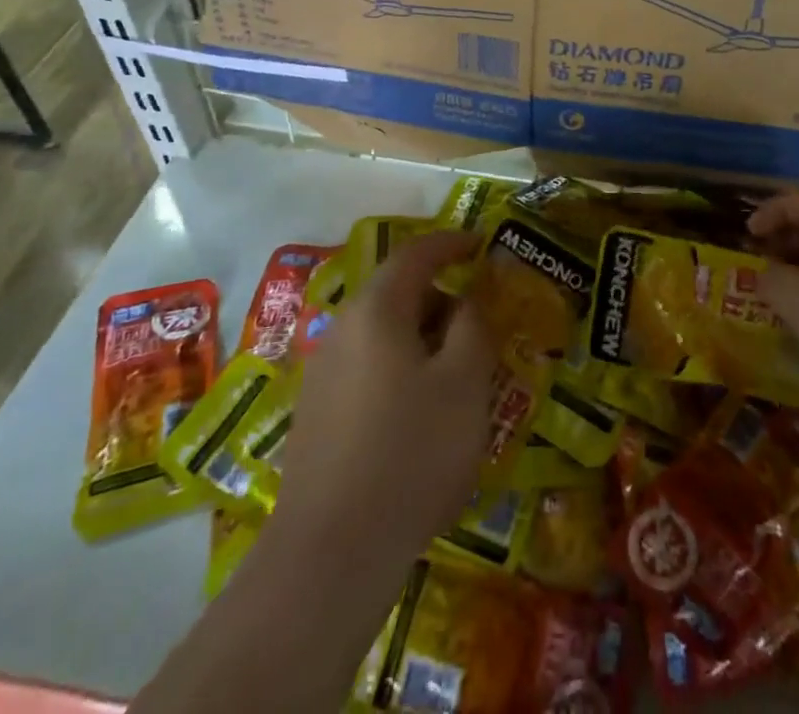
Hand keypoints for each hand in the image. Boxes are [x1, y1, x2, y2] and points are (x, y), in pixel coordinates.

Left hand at [275, 232, 495, 563]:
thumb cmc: (411, 452)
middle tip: (481, 329)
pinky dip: (402, 373)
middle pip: (399, 295)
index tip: (481, 244)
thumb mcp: (465, 382)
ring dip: (424, 342)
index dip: (452, 243)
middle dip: (443, 302)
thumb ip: (473, 326)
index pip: (416, 254)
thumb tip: (466, 302)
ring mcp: (323, 375)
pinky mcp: (317, 416)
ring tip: (458, 380)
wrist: (329, 556)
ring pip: (384, 336)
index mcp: (377, 310)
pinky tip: (421, 419)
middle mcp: (342, 330)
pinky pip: (369, 371)